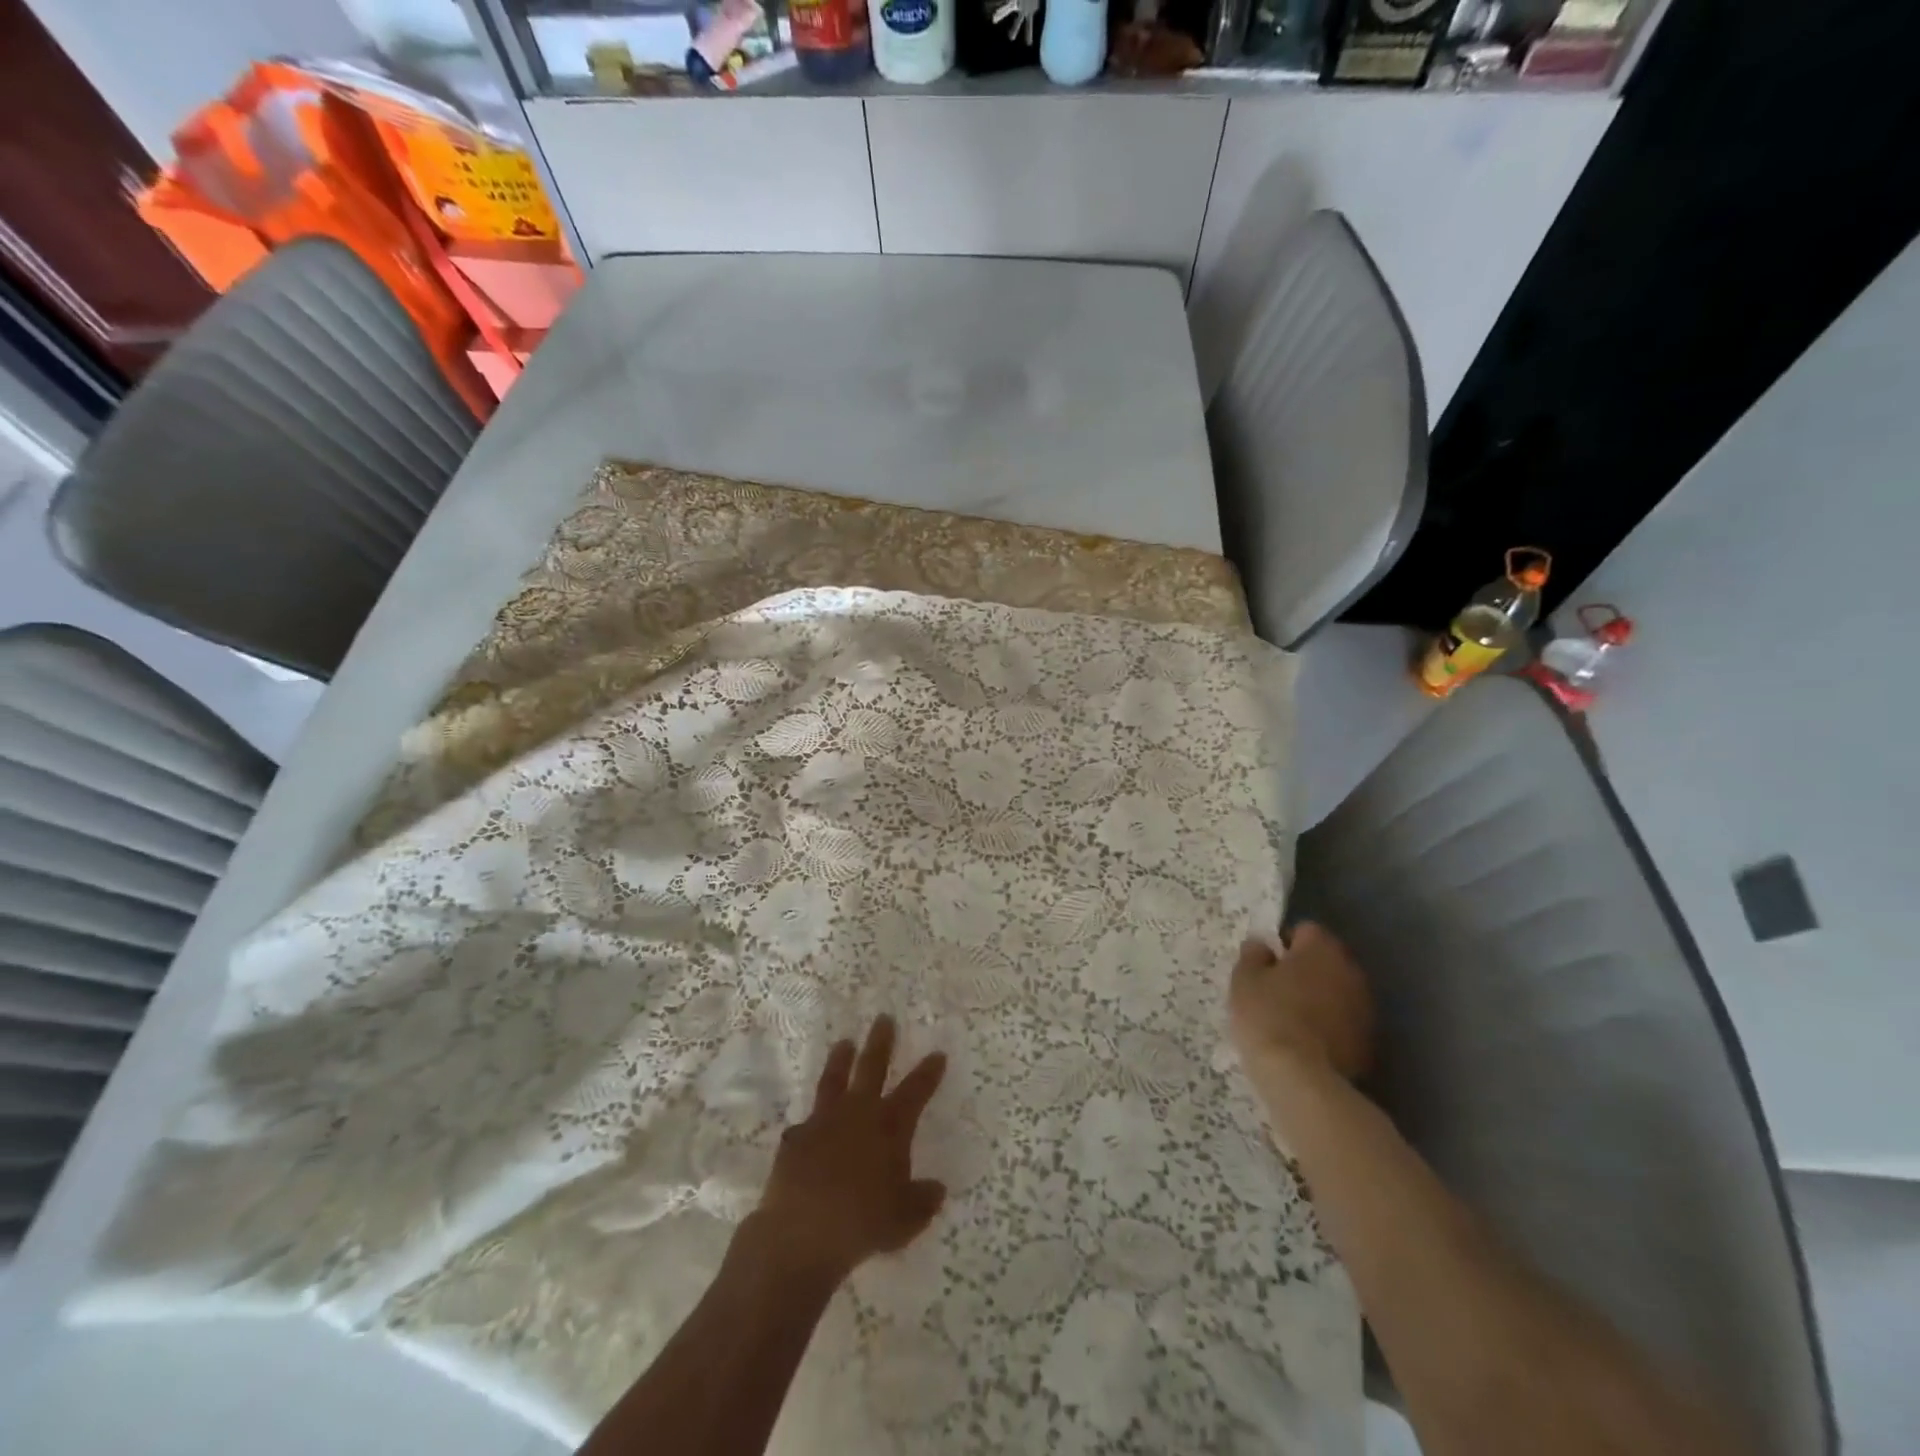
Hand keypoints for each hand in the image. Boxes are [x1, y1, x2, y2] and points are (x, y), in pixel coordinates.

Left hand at [754, 1016, 946, 1281]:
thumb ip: (922, 1201)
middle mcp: (858, 1113)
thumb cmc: (862, 1224)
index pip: (916, 1091)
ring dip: (841, 1060)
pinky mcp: (796, 1138)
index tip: (937, 1053)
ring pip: (835, 1080)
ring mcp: (823, 1121)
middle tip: (883, 1018)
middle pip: (872, 1067)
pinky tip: (808, 1126)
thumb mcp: (904, 1221)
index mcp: (890, 1127)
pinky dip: (811, 1124)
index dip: (928, 1072)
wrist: (801, 1232)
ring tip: (844, 1043)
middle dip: (881, 1042)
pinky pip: (806, 1125)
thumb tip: (936, 1189)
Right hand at [1228, 922, 1375, 1082]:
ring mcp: (1365, 1008)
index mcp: (1322, 948)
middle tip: (1276, 990)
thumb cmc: (1268, 1016)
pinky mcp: (1370, 1042)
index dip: (1283, 944)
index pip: (1305, 930)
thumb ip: (1253, 955)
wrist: (1302, 1079)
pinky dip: (1330, 1026)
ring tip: (1292, 1019)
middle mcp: (1351, 971)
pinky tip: (1308, 1043)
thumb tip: (1263, 946)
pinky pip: (1344, 1022)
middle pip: (1326, 961)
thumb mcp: (1244, 979)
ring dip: (1320, 998)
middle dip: (1305, 970)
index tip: (1266, 964)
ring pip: (1337, 992)